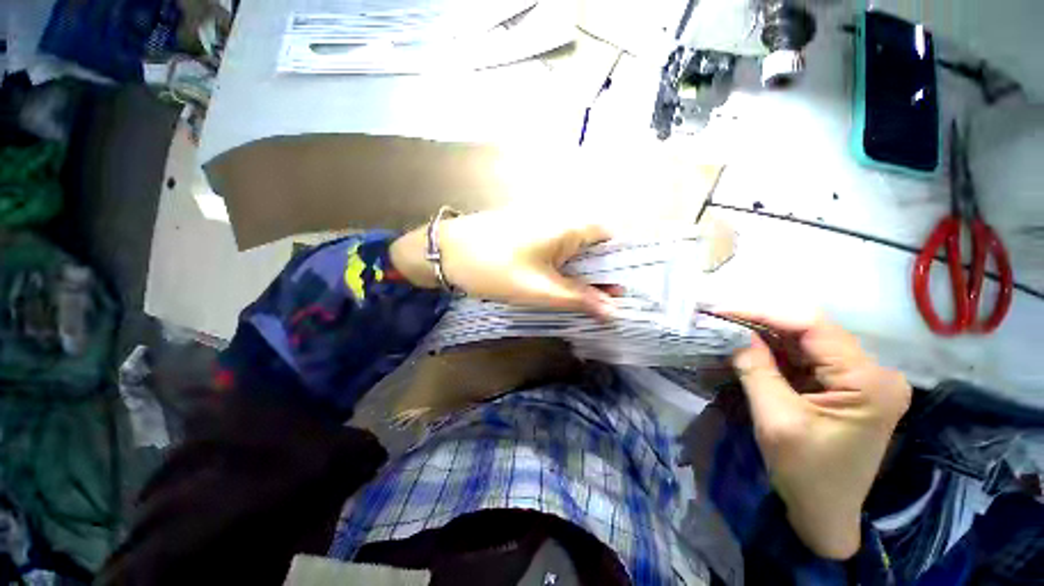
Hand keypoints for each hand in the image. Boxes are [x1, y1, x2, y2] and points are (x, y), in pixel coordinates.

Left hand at [390, 208, 615, 316]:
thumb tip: (614, 311)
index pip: (611, 241)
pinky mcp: (528, 228)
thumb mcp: (541, 290)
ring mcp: (543, 220)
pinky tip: (554, 282)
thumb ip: (579, 299)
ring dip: (578, 271)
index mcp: (571, 225)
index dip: (617, 267)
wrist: (446, 252)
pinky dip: (560, 264)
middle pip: (593, 245)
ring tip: (575, 297)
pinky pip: (555, 246)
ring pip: (573, 247)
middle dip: (597, 273)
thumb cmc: (496, 269)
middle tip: (596, 302)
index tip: (616, 293)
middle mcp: (562, 216)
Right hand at [728, 309, 910, 559]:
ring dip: (766, 336)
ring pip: (806, 342)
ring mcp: (862, 379)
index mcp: (868, 381)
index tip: (723, 311)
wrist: (825, 513)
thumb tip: (734, 333)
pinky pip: (807, 358)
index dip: (764, 313)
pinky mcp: (847, 386)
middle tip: (720, 319)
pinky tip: (749, 349)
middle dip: (762, 323)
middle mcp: (874, 372)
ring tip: (728, 330)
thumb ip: (756, 369)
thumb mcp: (776, 419)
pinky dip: (775, 352)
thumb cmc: (805, 473)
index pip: (813, 327)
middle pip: (811, 332)